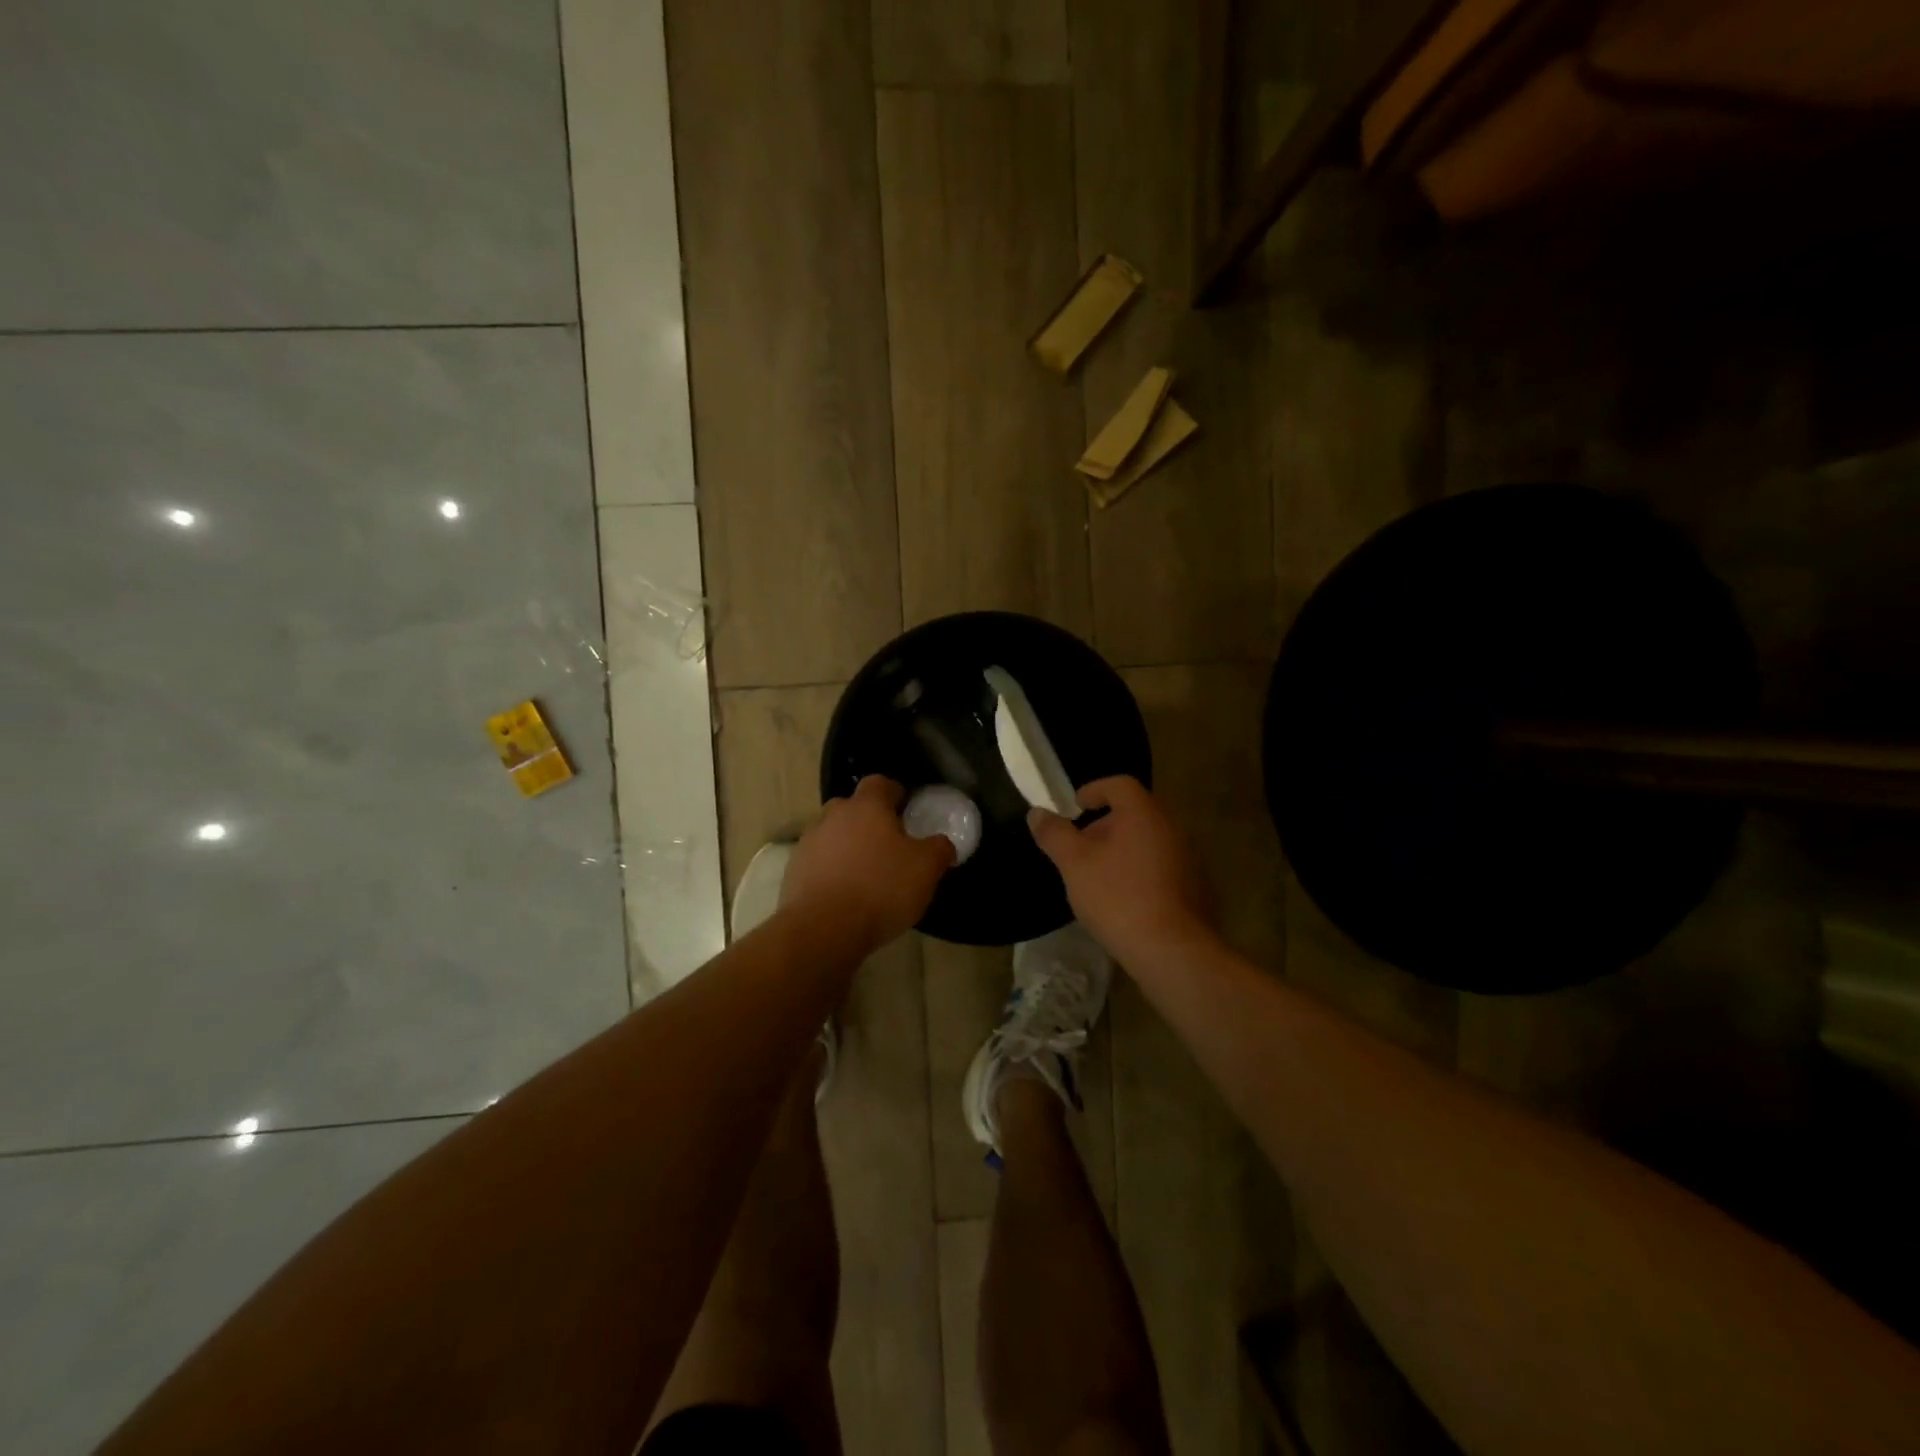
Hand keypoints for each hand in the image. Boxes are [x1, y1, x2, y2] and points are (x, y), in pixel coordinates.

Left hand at [783, 776, 955, 950]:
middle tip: (889, 844)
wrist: (823, 929)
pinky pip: (819, 861)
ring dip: (848, 846)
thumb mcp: (926, 869)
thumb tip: (942, 843)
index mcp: (866, 806)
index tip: (907, 810)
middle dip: (869, 820)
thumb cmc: (881, 889)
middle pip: (853, 807)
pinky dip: (831, 870)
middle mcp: (833, 815)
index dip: (895, 793)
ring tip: (866, 873)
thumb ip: (939, 849)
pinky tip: (845, 893)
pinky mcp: (794, 870)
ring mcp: (809, 842)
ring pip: (833, 834)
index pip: (881, 783)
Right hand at [1028, 776, 1215, 964]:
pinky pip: (1163, 865)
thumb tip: (1037, 813)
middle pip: (1136, 812)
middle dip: (1105, 824)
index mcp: (1144, 813)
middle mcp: (1172, 827)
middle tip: (1081, 846)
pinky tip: (1125, 897)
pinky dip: (1141, 869)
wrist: (1171, 950)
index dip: (1094, 790)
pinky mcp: (1197, 886)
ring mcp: (1190, 857)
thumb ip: (1054, 834)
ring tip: (1099, 875)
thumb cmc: (1117, 897)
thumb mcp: (1074, 864)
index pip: (1120, 785)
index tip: (1075, 807)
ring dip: (1124, 848)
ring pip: (1150, 839)